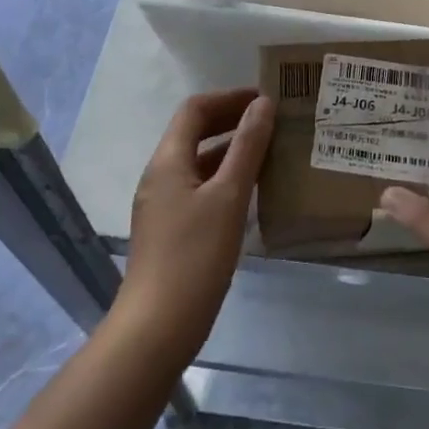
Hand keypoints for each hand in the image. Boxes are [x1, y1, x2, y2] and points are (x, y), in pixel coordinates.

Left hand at [118, 89, 273, 358]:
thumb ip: (247, 147)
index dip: (229, 98)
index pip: (195, 109)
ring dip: (231, 150)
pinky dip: (225, 178)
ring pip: (199, 162)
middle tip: (273, 121)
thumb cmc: (194, 257)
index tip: (265, 99)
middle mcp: (160, 176)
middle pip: (194, 132)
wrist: (155, 331)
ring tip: (271, 152)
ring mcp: (162, 205)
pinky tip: (253, 193)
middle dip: (232, 121)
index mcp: (168, 161)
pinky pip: (199, 188)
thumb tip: (264, 104)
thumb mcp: (229, 197)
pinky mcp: (169, 230)